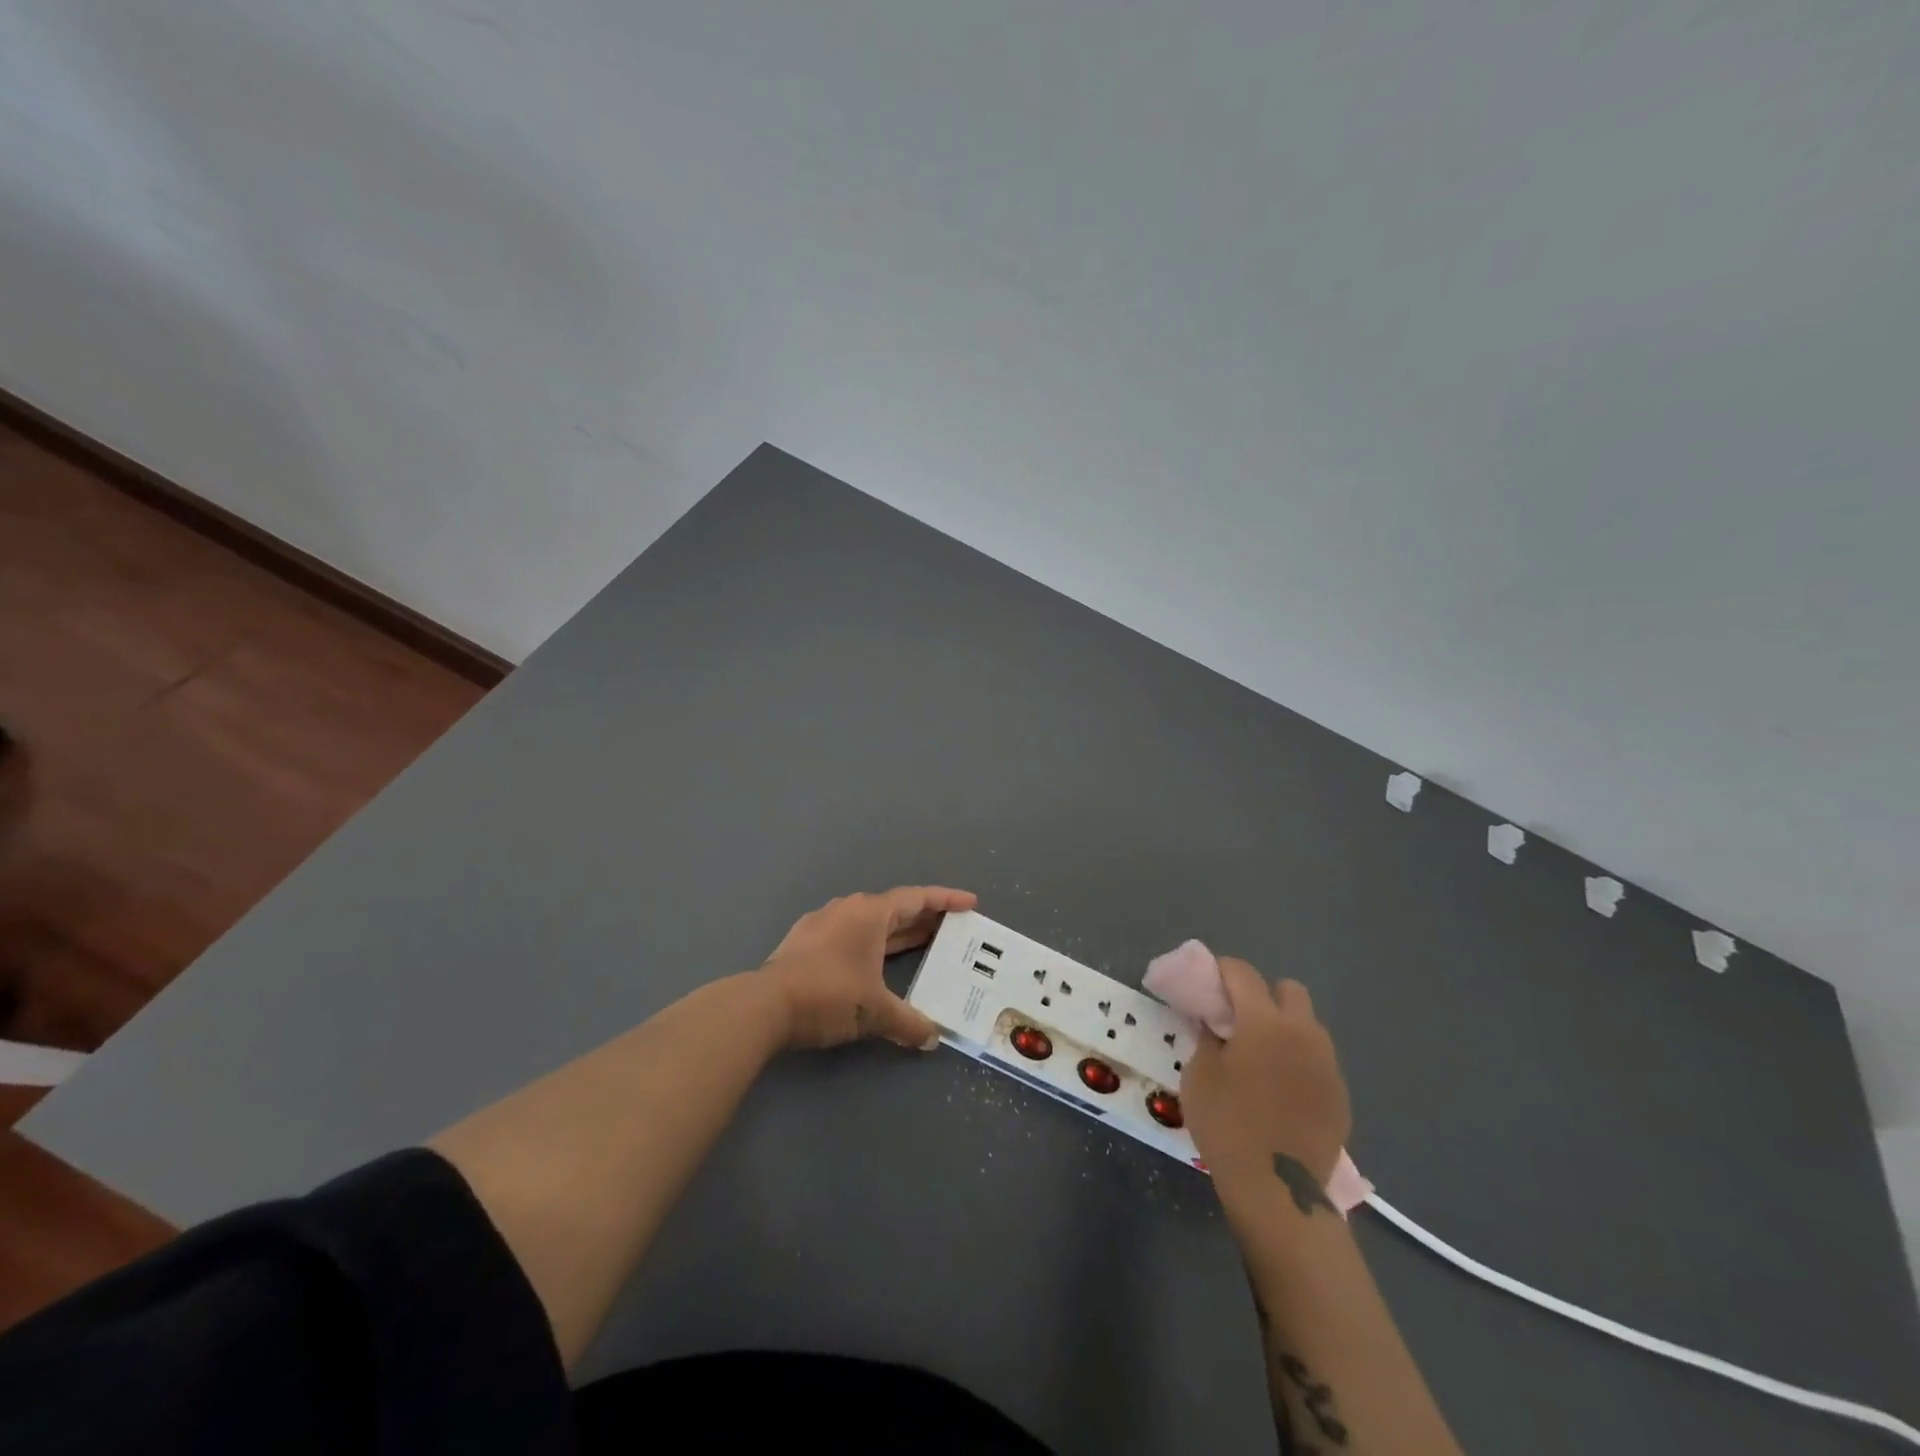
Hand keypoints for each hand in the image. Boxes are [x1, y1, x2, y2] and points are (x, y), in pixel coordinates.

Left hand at [759, 886, 976, 1050]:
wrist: (764, 1005)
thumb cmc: (828, 995)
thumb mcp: (875, 1012)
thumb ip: (908, 1023)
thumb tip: (932, 1038)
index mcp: (870, 913)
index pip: (916, 899)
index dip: (946, 900)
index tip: (970, 903)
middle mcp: (848, 909)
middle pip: (895, 908)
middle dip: (924, 918)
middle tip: (951, 928)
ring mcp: (823, 923)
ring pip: (871, 921)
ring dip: (897, 931)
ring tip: (919, 943)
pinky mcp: (805, 942)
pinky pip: (850, 934)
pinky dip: (872, 943)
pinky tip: (875, 961)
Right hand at [1180, 958, 1350, 1192]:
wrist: (1278, 1190)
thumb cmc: (1228, 1124)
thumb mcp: (1200, 1074)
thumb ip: (1207, 1037)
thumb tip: (1214, 1022)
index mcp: (1265, 1021)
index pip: (1243, 973)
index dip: (1221, 970)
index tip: (1207, 982)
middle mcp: (1303, 1032)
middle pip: (1289, 990)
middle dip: (1263, 995)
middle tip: (1239, 1020)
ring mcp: (1327, 1064)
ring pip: (1307, 1025)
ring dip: (1284, 1028)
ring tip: (1261, 1056)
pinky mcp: (1340, 1094)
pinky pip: (1317, 1060)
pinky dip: (1298, 1061)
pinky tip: (1280, 1089)